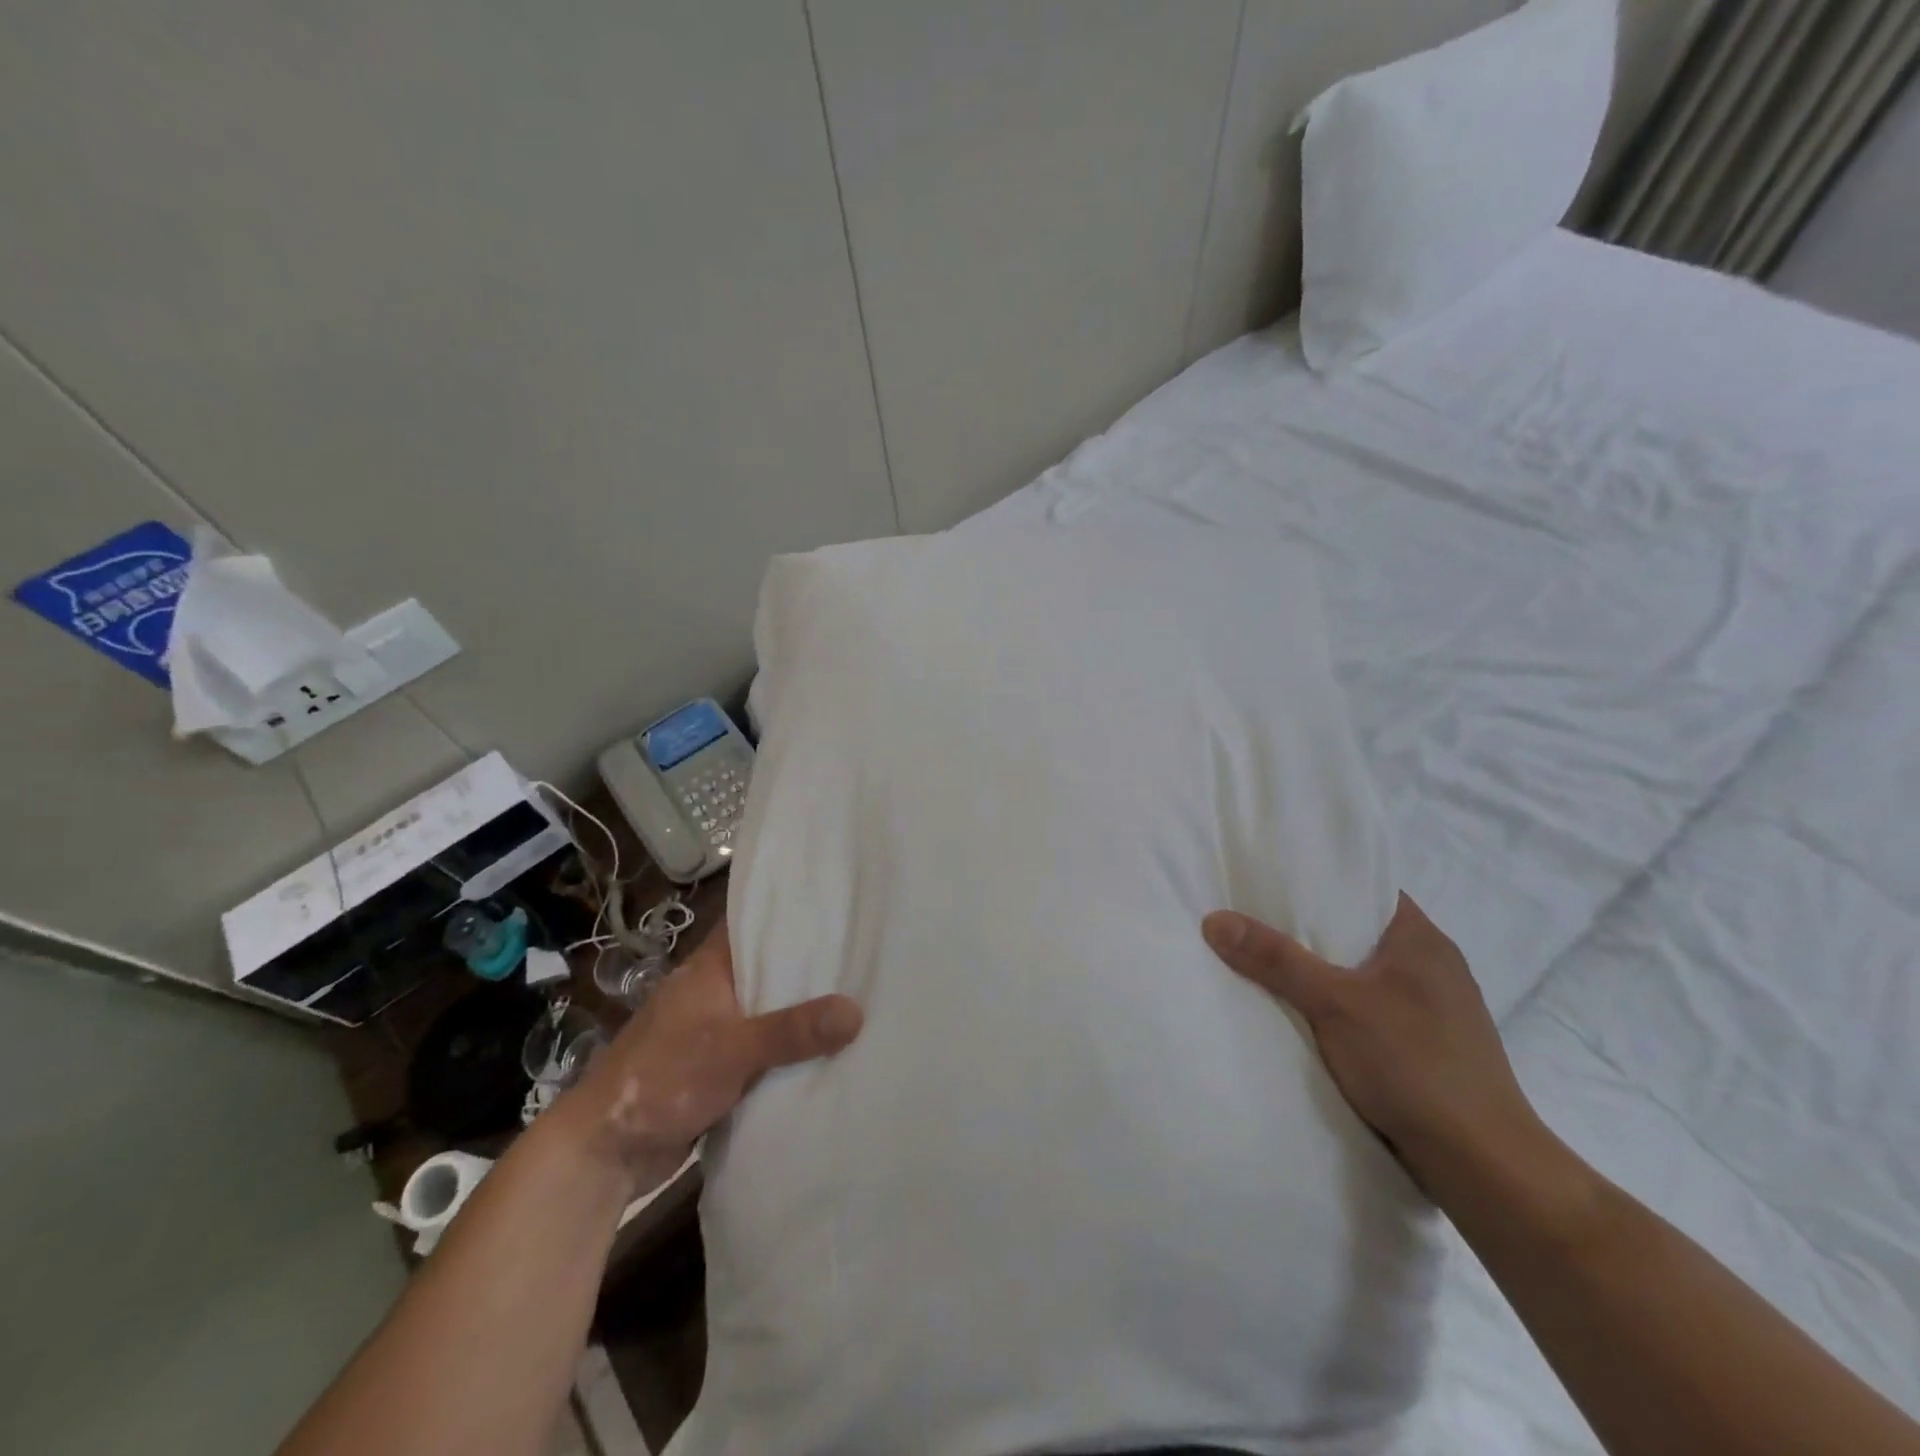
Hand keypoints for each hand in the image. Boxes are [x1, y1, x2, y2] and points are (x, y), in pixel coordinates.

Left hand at [558, 923, 863, 1196]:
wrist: (605, 1152)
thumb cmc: (662, 1078)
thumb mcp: (732, 1048)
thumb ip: (792, 1030)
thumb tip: (857, 1011)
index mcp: (709, 969)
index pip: (751, 923)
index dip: (789, 911)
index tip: (835, 904)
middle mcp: (713, 993)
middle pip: (767, 969)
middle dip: (809, 966)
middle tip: (863, 954)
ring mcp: (714, 1032)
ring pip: (768, 1012)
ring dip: (801, 1012)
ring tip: (860, 996)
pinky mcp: (717, 1069)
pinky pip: (763, 1050)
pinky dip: (789, 1050)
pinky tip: (828, 1050)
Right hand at [1201, 895, 1542, 1194]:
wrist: (1484, 1165)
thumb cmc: (1415, 1065)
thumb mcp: (1334, 1003)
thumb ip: (1276, 959)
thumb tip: (1214, 919)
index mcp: (1422, 938)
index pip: (1365, 887)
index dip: (1318, 879)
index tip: (1269, 879)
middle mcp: (1432, 965)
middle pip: (1357, 930)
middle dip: (1308, 928)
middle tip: (1253, 918)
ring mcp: (1433, 1009)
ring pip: (1362, 973)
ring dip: (1322, 972)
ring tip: (1267, 963)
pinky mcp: (1427, 1046)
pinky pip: (1370, 1008)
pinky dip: (1337, 1006)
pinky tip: (1304, 1015)